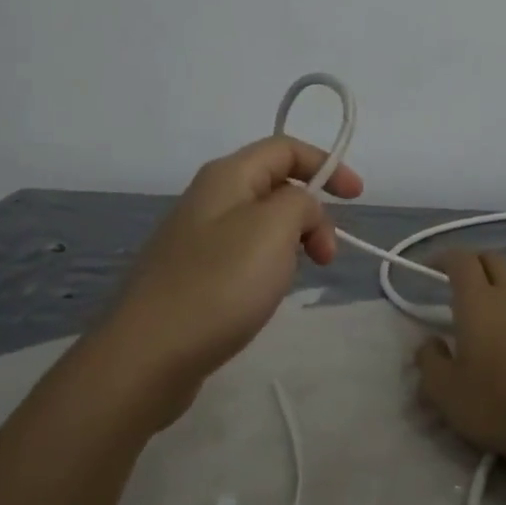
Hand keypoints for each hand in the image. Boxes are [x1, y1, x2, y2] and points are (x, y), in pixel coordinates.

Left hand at [90, 136, 362, 429]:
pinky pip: (243, 254)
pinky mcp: (191, 275)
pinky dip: (269, 265)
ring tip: (294, 278)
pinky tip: (265, 295)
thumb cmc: (219, 284)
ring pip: (261, 223)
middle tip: (326, 256)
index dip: (326, 165)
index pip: (285, 148)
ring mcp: (196, 238)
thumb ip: (301, 203)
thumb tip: (300, 210)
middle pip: (275, 186)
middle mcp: (208, 199)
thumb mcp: (274, 229)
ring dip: (292, 242)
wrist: (148, 355)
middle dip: (312, 213)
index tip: (357, 199)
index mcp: (226, 176)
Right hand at [414, 250, 505, 467]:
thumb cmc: (494, 404)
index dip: (442, 257)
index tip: (428, 268)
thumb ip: (429, 360)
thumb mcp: (444, 390)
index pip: (461, 259)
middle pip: (492, 259)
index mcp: (478, 302)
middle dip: (471, 262)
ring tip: (476, 318)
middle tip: (452, 283)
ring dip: (492, 287)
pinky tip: (503, 343)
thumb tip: (430, 343)